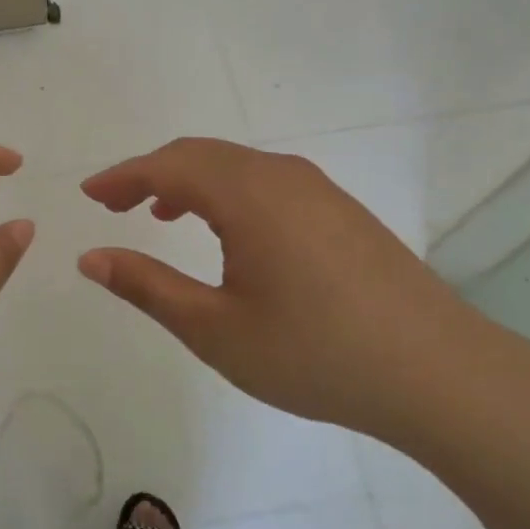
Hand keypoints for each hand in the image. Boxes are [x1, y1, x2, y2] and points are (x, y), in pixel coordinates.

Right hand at [77, 137, 501, 444]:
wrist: (440, 374)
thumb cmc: (314, 352)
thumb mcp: (215, 329)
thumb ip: (147, 286)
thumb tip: (89, 257)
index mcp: (247, 195)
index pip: (168, 165)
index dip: (122, 176)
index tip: (89, 195)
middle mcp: (282, 176)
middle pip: (201, 154)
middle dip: (150, 173)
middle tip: (114, 204)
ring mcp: (318, 190)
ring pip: (236, 166)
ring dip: (190, 180)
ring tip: (161, 213)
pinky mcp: (341, 211)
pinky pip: (267, 182)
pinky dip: (227, 192)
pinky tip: (227, 232)